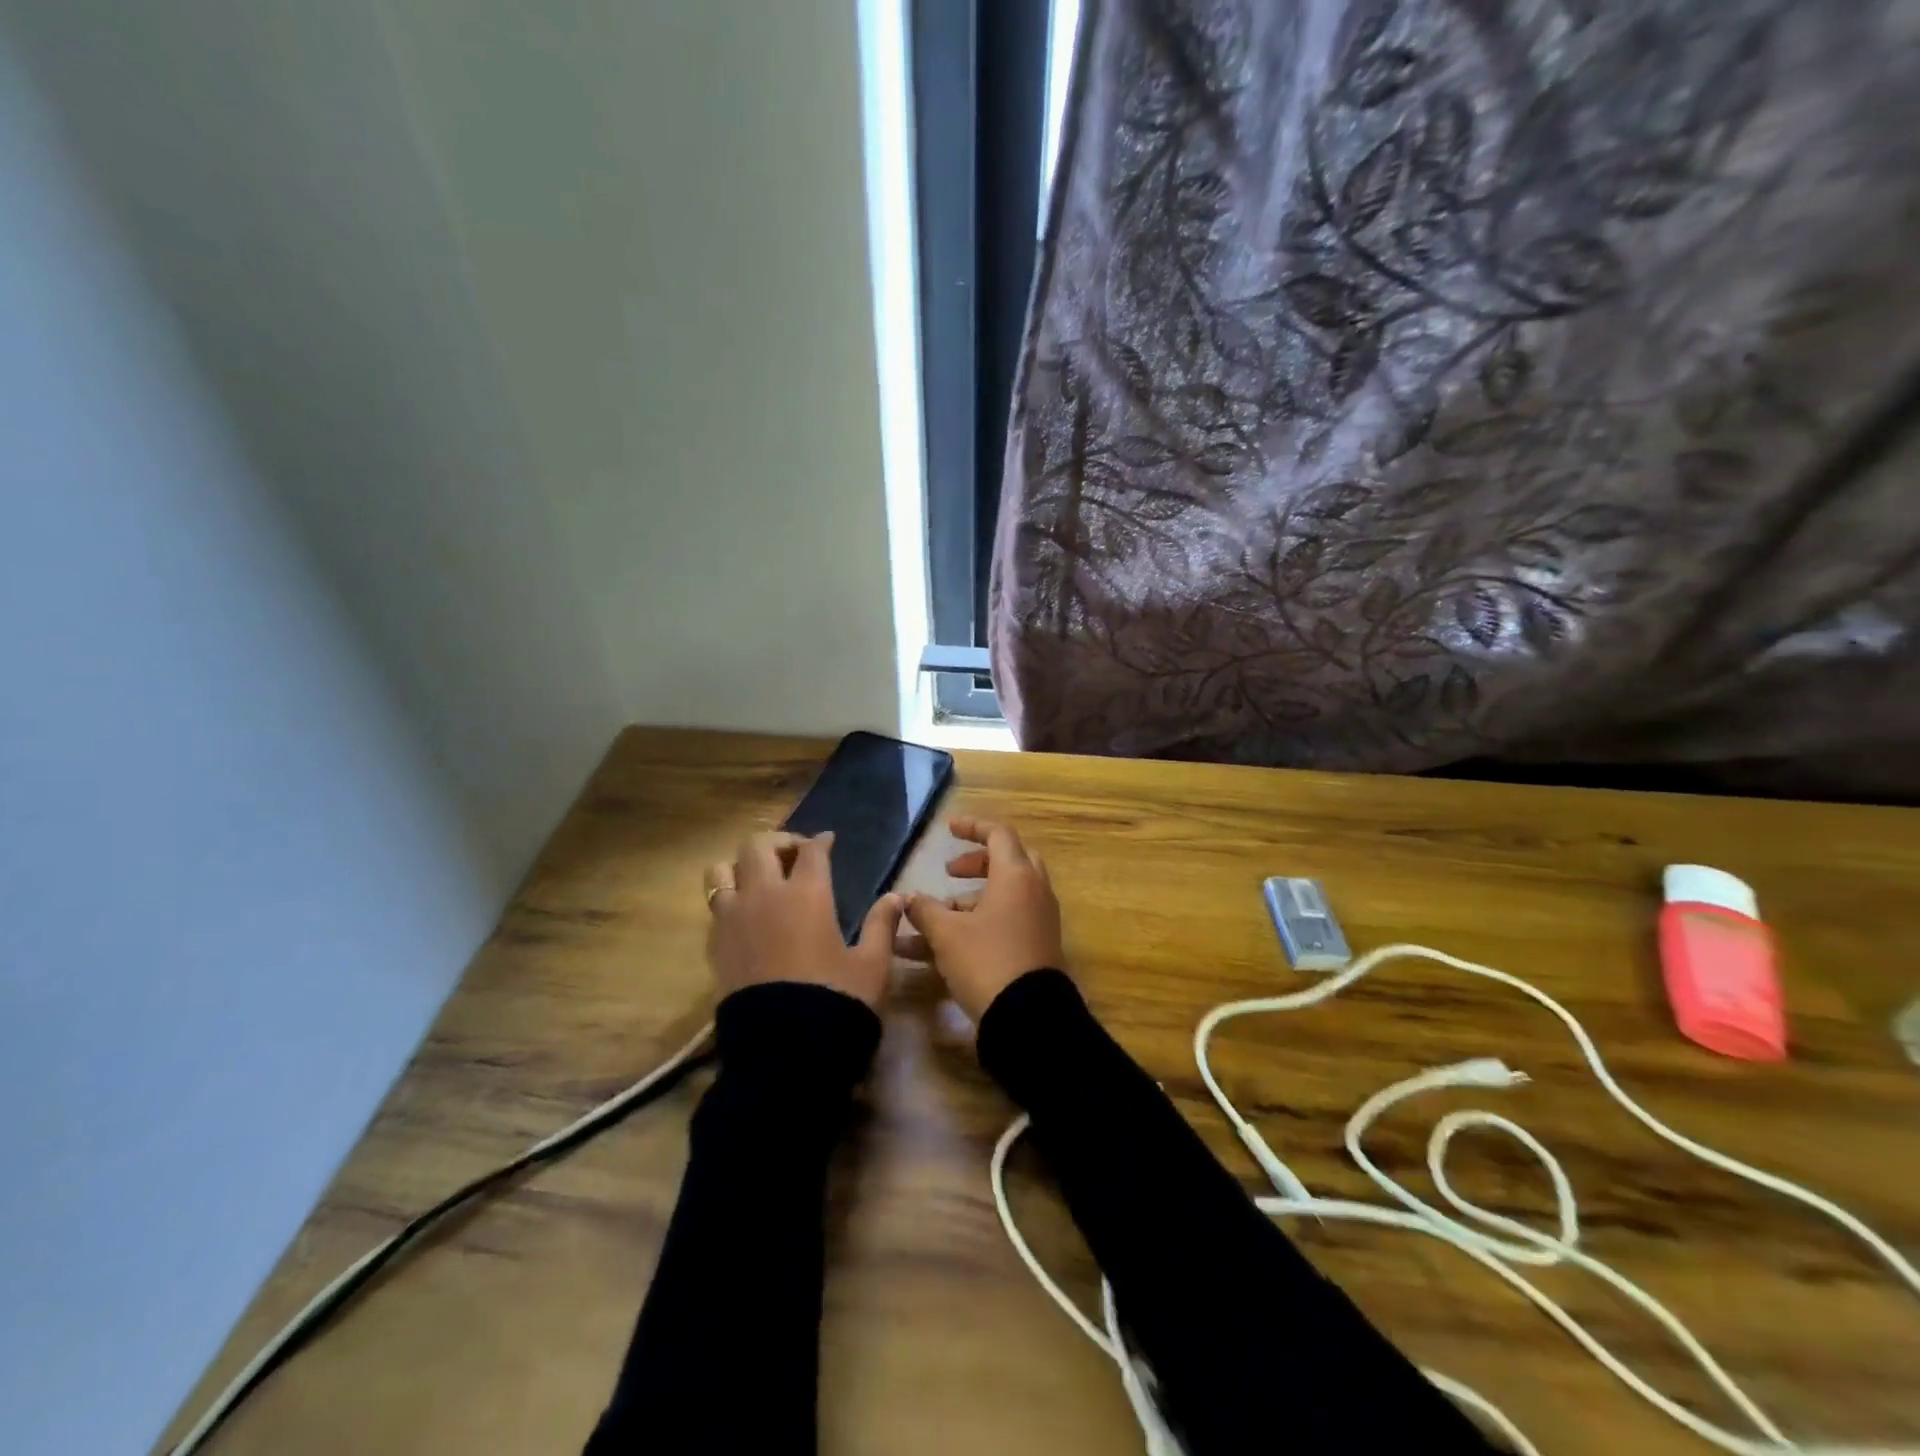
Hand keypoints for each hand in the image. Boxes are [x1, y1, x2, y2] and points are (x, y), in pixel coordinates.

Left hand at [703, 831, 903, 1008]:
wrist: (785, 1051)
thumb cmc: (837, 1001)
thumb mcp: (872, 964)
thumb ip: (882, 925)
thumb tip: (896, 897)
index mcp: (807, 894)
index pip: (811, 850)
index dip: (820, 842)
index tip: (827, 841)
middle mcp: (765, 896)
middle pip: (758, 846)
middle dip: (778, 843)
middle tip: (794, 856)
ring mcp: (734, 919)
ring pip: (722, 871)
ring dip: (741, 867)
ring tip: (759, 880)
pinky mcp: (716, 946)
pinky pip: (715, 907)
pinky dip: (729, 900)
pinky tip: (747, 917)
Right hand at [905, 817, 1064, 1022]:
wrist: (1030, 1017)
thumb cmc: (986, 962)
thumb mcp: (946, 934)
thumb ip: (925, 910)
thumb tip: (909, 899)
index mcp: (1016, 875)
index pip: (998, 834)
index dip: (972, 827)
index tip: (948, 828)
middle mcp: (1034, 890)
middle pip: (1008, 860)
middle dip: (977, 862)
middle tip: (951, 871)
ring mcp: (1040, 919)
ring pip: (1006, 894)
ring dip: (972, 898)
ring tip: (937, 916)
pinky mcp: (1039, 945)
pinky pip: (1009, 920)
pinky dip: (982, 921)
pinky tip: (951, 943)